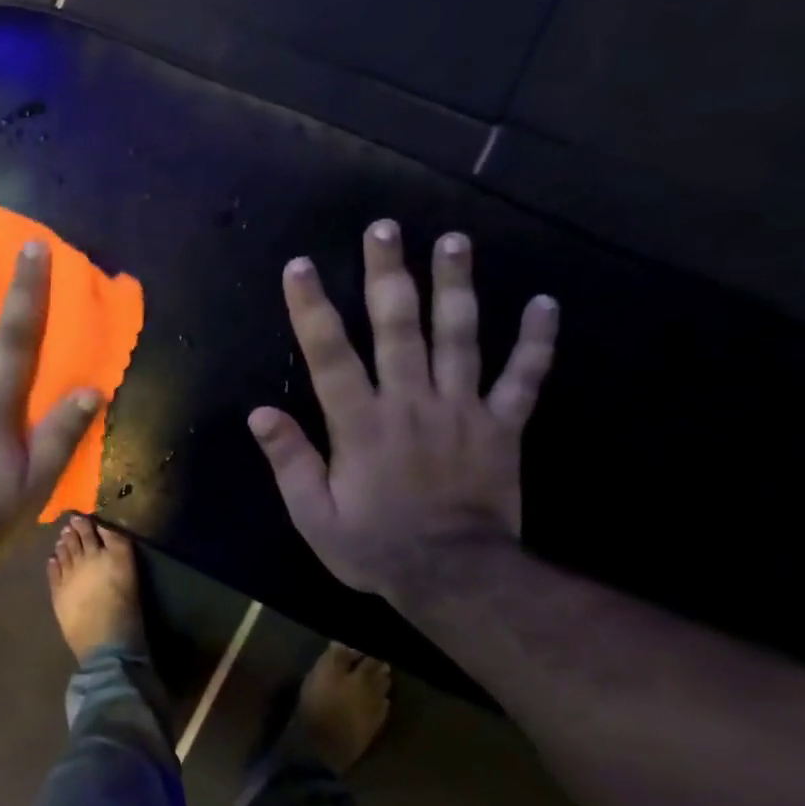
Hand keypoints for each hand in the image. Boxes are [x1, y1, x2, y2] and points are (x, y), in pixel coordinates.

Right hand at [248, 220, 558, 600]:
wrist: (455, 577)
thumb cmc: (374, 546)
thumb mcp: (313, 515)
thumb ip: (290, 461)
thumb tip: (259, 413)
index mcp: (361, 424)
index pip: (330, 356)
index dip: (312, 309)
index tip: (300, 266)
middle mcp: (411, 403)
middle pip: (398, 328)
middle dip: (388, 275)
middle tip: (385, 227)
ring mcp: (462, 410)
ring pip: (461, 337)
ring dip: (456, 286)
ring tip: (454, 241)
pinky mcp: (502, 426)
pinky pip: (523, 378)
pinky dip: (536, 342)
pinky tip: (545, 303)